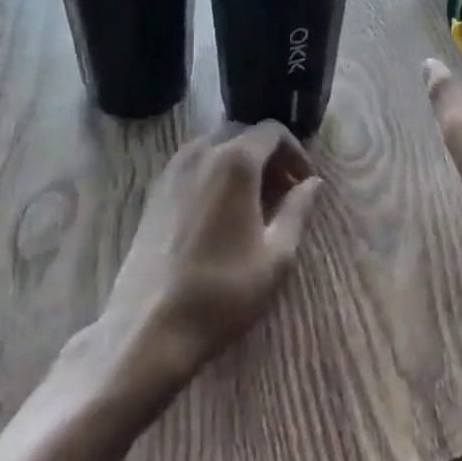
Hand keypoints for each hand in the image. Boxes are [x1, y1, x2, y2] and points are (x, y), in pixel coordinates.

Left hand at [97, 121, 322, 392]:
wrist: (149, 329)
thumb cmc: (223, 291)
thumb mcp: (276, 255)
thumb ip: (297, 210)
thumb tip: (313, 184)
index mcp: (235, 161)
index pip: (272, 131)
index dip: (295, 151)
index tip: (305, 182)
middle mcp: (201, 153)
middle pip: (242, 134)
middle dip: (268, 155)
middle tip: (284, 191)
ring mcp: (172, 171)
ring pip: (215, 148)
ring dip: (240, 163)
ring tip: (254, 202)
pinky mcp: (154, 193)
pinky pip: (192, 166)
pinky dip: (214, 174)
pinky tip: (221, 213)